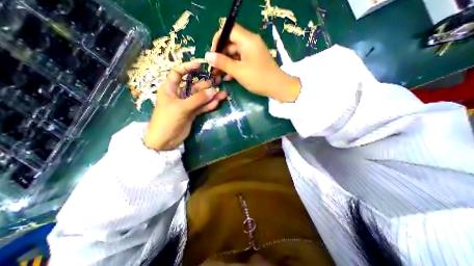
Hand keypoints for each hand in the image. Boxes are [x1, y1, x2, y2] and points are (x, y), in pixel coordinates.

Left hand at [143, 60, 226, 150]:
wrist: (165, 140)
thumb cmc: (167, 120)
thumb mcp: (181, 107)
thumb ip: (198, 99)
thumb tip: (213, 90)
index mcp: (170, 88)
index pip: (178, 73)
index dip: (188, 67)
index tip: (200, 65)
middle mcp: (179, 94)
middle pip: (194, 86)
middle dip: (206, 84)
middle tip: (219, 81)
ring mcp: (187, 104)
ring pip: (201, 98)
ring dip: (211, 96)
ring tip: (223, 94)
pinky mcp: (192, 113)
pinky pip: (202, 107)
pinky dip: (209, 105)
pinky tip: (217, 103)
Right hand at [205, 22, 299, 101]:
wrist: (277, 87)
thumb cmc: (258, 78)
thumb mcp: (238, 71)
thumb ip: (222, 63)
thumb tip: (207, 56)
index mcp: (247, 40)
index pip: (229, 30)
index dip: (218, 40)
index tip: (212, 54)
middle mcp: (250, 43)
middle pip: (231, 43)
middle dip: (220, 55)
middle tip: (213, 68)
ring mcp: (252, 53)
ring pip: (234, 54)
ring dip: (226, 63)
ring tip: (218, 75)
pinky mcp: (253, 61)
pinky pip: (240, 61)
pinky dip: (233, 67)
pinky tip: (227, 77)